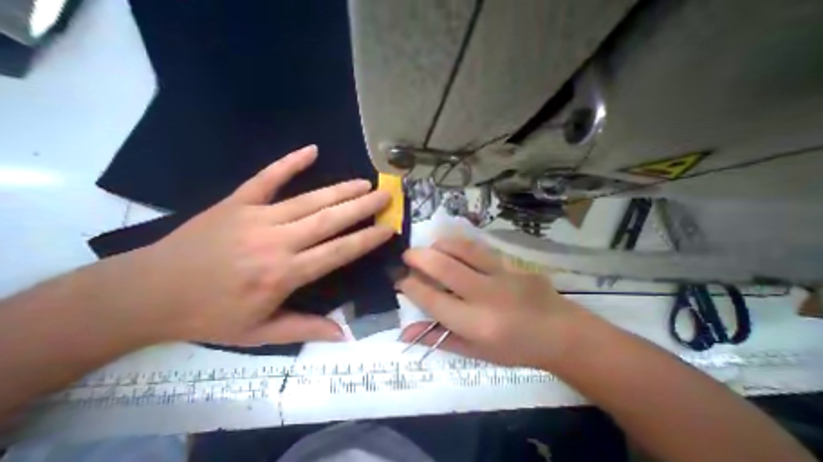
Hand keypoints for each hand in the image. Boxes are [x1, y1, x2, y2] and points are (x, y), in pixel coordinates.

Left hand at [111, 146, 390, 344]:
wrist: (144, 294)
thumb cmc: (210, 316)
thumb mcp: (259, 333)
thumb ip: (305, 330)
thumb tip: (343, 334)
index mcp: (283, 274)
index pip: (338, 251)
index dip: (367, 239)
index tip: (388, 228)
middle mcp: (276, 242)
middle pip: (329, 219)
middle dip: (362, 206)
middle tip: (385, 195)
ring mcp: (256, 217)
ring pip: (309, 200)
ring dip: (341, 189)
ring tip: (364, 182)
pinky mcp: (236, 202)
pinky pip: (267, 178)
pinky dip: (290, 163)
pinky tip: (312, 150)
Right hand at [397, 237, 583, 368]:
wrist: (560, 332)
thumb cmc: (514, 349)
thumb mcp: (474, 352)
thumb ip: (439, 339)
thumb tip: (405, 333)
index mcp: (476, 325)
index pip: (433, 300)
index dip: (411, 286)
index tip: (400, 279)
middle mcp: (486, 296)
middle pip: (444, 268)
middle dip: (418, 257)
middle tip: (407, 255)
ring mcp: (501, 275)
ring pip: (462, 249)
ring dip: (438, 245)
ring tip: (429, 249)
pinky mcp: (511, 263)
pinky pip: (478, 248)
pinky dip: (458, 244)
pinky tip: (451, 246)